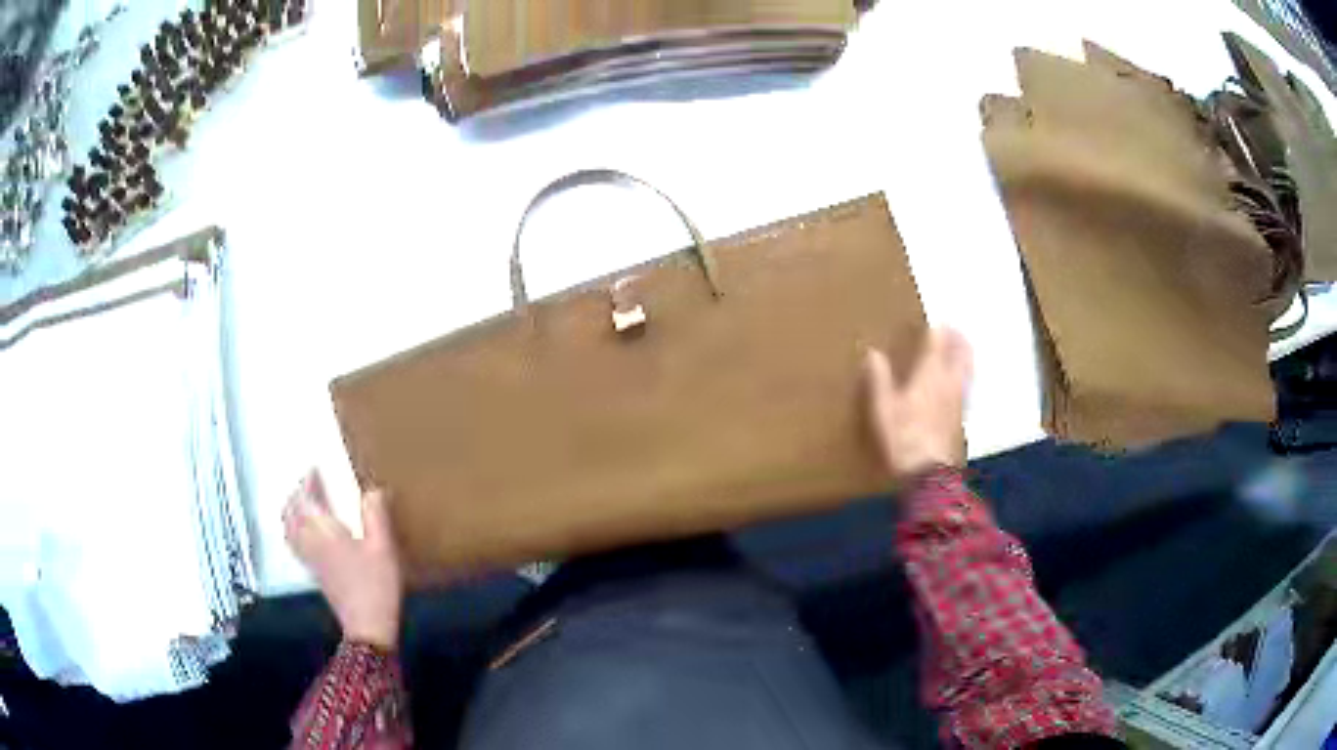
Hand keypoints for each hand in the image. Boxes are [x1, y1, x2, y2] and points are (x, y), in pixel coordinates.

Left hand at [284, 471, 402, 648]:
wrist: (367, 626)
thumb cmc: (376, 585)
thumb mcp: (383, 548)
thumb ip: (376, 515)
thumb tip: (372, 489)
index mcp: (325, 532)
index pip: (306, 499)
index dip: (307, 482)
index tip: (314, 469)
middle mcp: (311, 542)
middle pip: (291, 513)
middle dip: (296, 495)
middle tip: (308, 485)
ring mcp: (310, 559)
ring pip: (289, 529)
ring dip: (292, 511)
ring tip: (303, 504)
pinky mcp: (314, 573)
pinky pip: (295, 543)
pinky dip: (294, 530)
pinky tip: (307, 533)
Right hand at [863, 327, 972, 479]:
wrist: (929, 474)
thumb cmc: (904, 437)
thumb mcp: (883, 409)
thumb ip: (879, 379)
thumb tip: (873, 354)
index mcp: (930, 374)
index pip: (937, 342)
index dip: (935, 330)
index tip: (931, 323)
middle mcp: (949, 382)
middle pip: (961, 353)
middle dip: (958, 339)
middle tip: (953, 330)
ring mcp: (959, 401)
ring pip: (967, 370)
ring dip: (964, 356)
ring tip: (958, 352)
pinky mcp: (961, 418)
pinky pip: (965, 388)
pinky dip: (963, 377)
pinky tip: (955, 385)